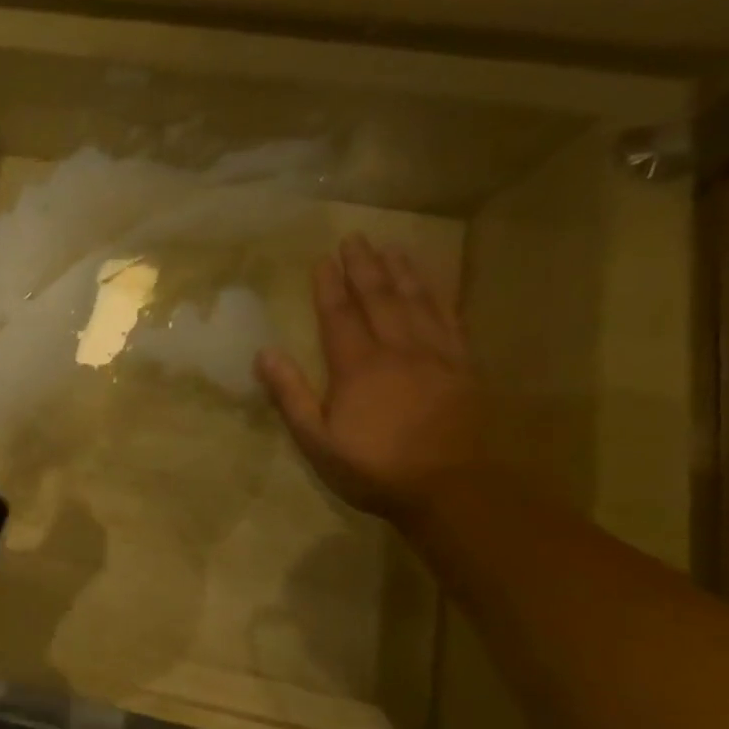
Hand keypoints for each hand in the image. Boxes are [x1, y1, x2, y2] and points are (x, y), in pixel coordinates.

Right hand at [256, 234, 489, 524]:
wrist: (455, 490)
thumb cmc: (374, 467)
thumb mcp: (316, 439)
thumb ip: (290, 394)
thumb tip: (264, 353)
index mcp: (358, 366)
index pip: (340, 315)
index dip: (329, 286)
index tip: (323, 260)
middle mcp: (398, 350)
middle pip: (379, 299)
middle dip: (364, 267)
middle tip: (355, 238)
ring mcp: (436, 356)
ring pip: (417, 302)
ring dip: (402, 272)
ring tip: (391, 247)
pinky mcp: (464, 368)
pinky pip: (450, 320)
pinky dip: (439, 296)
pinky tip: (433, 284)